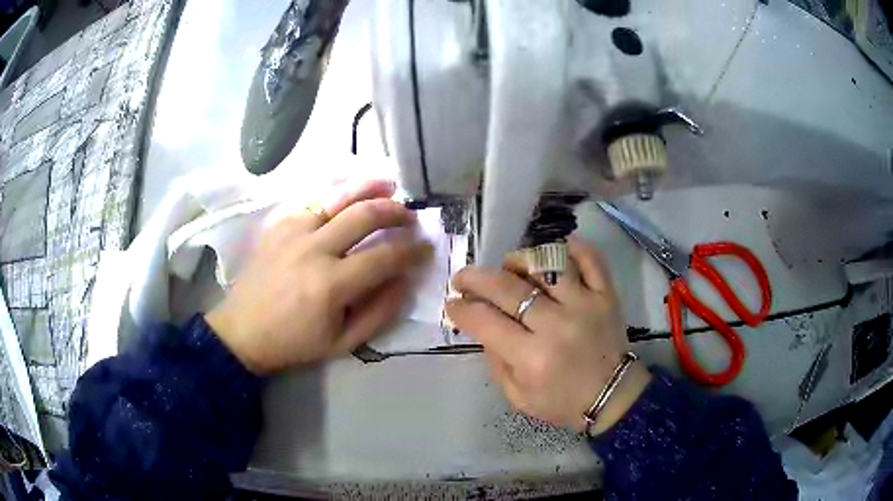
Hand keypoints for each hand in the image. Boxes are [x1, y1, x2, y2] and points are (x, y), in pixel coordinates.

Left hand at [207, 179, 431, 374]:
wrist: (243, 330)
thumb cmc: (294, 342)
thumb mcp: (343, 343)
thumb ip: (379, 312)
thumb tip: (405, 281)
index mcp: (330, 285)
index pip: (384, 256)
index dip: (412, 250)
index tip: (426, 247)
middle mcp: (313, 249)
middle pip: (364, 216)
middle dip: (396, 212)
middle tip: (411, 216)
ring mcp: (293, 231)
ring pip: (337, 196)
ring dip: (369, 187)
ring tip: (390, 186)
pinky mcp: (278, 224)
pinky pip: (312, 197)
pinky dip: (336, 189)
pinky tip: (350, 188)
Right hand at [446, 237, 650, 433]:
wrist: (613, 396)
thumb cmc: (563, 401)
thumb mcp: (518, 397)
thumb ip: (495, 362)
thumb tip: (481, 326)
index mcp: (532, 357)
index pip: (485, 321)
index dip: (461, 309)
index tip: (452, 304)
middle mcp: (557, 324)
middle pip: (507, 287)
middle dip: (475, 278)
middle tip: (463, 279)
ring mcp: (585, 304)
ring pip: (546, 262)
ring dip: (519, 259)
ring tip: (508, 267)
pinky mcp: (606, 294)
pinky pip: (589, 257)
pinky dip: (570, 247)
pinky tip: (552, 252)